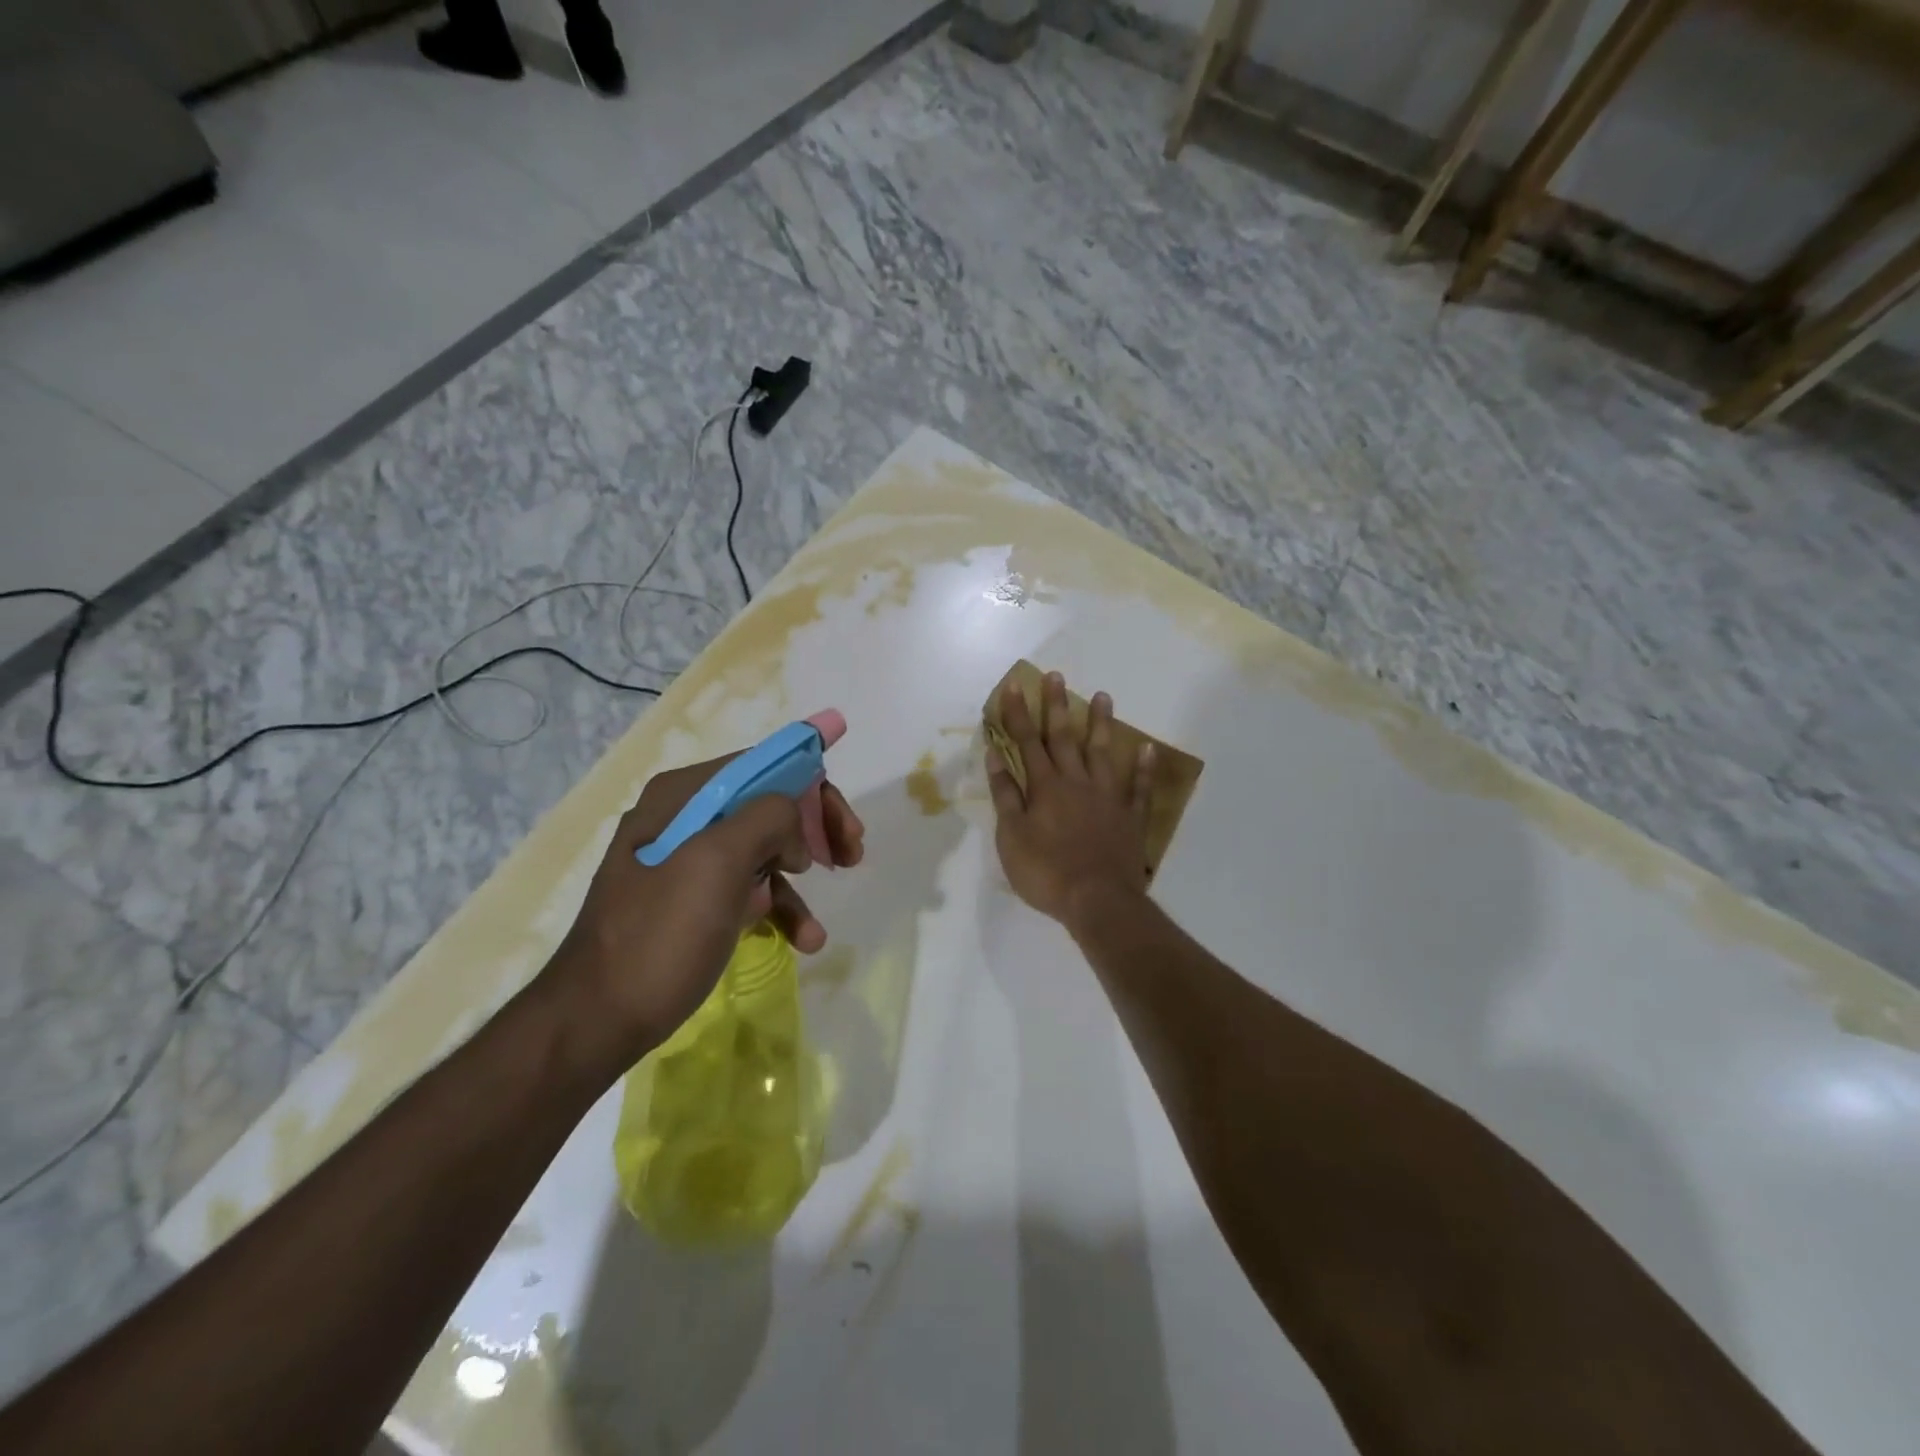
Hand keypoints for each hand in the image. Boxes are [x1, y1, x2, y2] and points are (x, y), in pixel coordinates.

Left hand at [547, 744, 864, 1068]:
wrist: (598, 1019)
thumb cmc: (660, 934)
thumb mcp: (717, 862)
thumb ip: (767, 817)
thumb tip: (793, 826)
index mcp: (686, 795)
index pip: (765, 766)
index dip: (813, 785)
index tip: (846, 824)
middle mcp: (687, 818)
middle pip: (771, 806)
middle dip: (814, 830)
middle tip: (850, 855)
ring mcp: (689, 861)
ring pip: (766, 849)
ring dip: (802, 879)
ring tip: (818, 923)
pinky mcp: (694, 901)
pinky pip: (750, 889)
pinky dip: (780, 909)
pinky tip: (803, 939)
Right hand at [986, 671, 1153, 926]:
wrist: (1097, 900)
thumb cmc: (1046, 872)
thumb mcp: (1011, 837)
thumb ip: (1005, 795)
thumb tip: (996, 756)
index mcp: (1044, 787)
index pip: (1026, 742)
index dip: (1018, 714)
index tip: (1015, 686)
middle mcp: (1076, 782)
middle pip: (1064, 738)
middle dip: (1056, 706)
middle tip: (1056, 676)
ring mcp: (1107, 797)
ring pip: (1103, 753)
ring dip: (1101, 724)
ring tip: (1103, 696)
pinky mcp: (1129, 817)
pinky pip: (1139, 788)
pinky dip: (1143, 769)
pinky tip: (1148, 749)